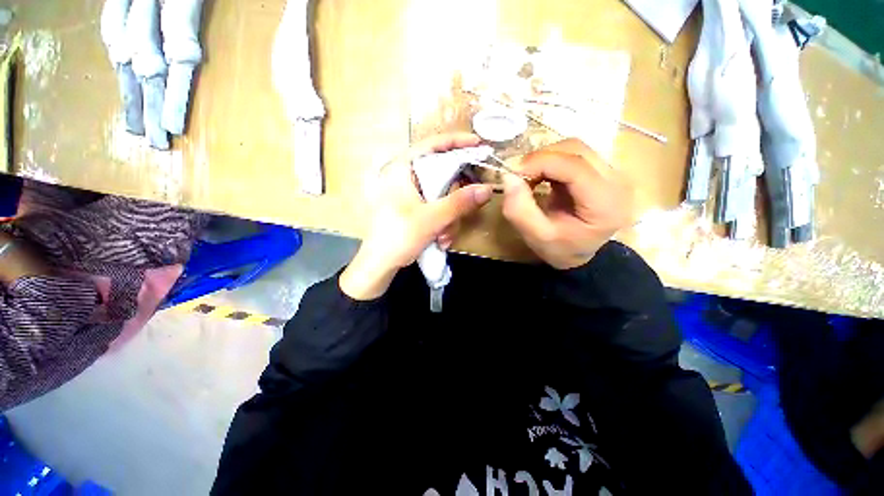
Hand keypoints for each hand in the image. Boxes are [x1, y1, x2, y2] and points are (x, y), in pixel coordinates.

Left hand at [340, 134, 493, 299]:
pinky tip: (441, 239)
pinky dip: (443, 221)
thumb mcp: (431, 219)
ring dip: (450, 215)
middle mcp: (406, 177)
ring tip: (445, 236)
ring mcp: (410, 193)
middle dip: (456, 195)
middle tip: (468, 205)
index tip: (479, 144)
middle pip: (442, 172)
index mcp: (402, 169)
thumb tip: (487, 188)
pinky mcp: (414, 207)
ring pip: (442, 193)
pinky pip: (437, 206)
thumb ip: (459, 203)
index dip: (457, 141)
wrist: (380, 265)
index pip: (432, 144)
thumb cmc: (398, 237)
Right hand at [501, 139, 633, 269]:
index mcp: (605, 203)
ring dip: (546, 158)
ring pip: (575, 148)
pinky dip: (552, 160)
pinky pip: (574, 154)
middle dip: (541, 158)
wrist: (580, 253)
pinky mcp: (603, 170)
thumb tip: (509, 176)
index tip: (514, 173)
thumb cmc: (561, 249)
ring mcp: (613, 173)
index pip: (575, 166)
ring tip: (530, 178)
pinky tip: (542, 176)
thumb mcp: (536, 237)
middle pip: (577, 150)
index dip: (541, 162)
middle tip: (519, 176)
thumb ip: (519, 210)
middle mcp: (617, 181)